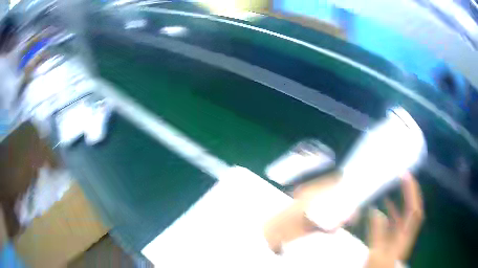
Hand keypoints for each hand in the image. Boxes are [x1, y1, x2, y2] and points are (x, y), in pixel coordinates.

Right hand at [366, 173, 423, 266]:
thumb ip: (377, 233)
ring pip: (405, 213)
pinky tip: (385, 205)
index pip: (415, 210)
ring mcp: (400, 236)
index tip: (406, 176)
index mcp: (405, 237)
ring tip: (395, 185)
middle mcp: (406, 233)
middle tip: (403, 175)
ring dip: (403, 199)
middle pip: (414, 209)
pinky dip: (393, 210)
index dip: (413, 192)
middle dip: (411, 191)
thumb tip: (376, 211)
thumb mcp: (376, 254)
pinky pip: (396, 221)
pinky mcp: (393, 239)